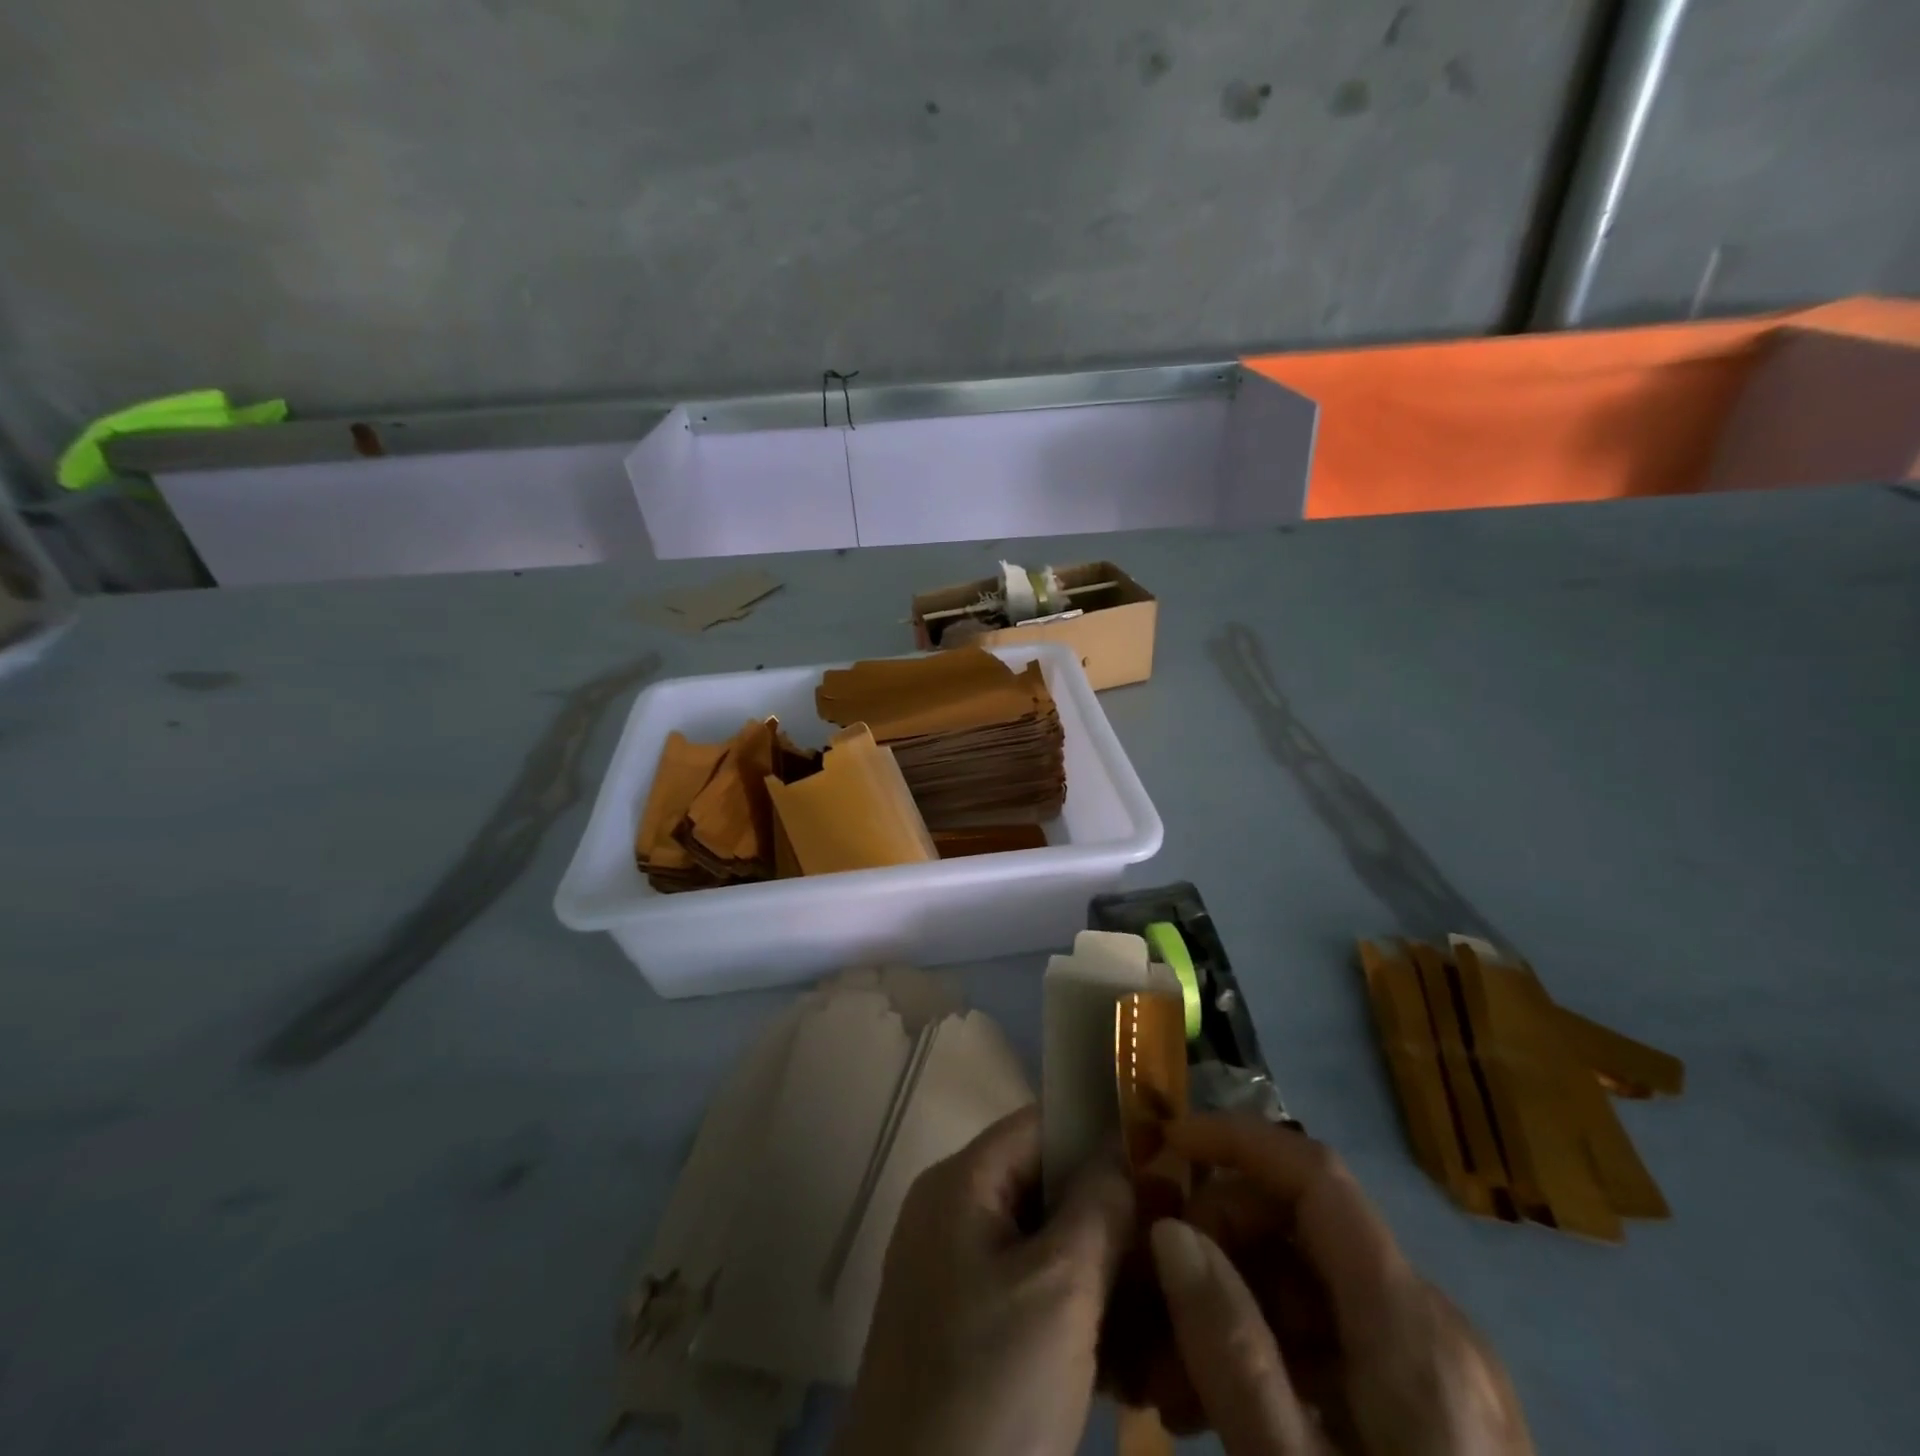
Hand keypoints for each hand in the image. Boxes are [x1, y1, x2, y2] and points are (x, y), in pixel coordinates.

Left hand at [832, 1105, 1135, 1455]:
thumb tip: (1126, 1151)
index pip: (1041, 1124)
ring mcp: (957, 1278)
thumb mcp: (1061, 1287)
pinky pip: (1032, 1299)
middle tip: (1175, 1254)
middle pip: (1047, 1187)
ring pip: (1047, 1249)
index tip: (1166, 1165)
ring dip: (1105, 1277)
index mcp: (961, 1183)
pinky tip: (1132, 1364)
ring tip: (1163, 1315)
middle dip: (1112, 1218)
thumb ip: (1099, 1205)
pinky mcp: (968, 1336)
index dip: (1102, 1134)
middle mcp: (954, 1216)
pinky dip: (1079, 1319)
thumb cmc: (990, 1386)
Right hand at [1138, 1115, 1532, 1454]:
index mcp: (1413, 1329)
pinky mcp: (1435, 1414)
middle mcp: (1434, 1327)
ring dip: (1237, 1302)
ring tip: (1175, 1381)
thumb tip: (1169, 1228)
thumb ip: (1229, 1347)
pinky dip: (1274, 1349)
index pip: (1316, 1175)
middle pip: (1306, 1227)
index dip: (1237, 1140)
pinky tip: (1227, 1403)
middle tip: (1157, 1303)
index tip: (1163, 1145)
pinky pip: (1338, 1340)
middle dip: (1220, 1242)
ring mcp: (1441, 1372)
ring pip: (1315, 1284)